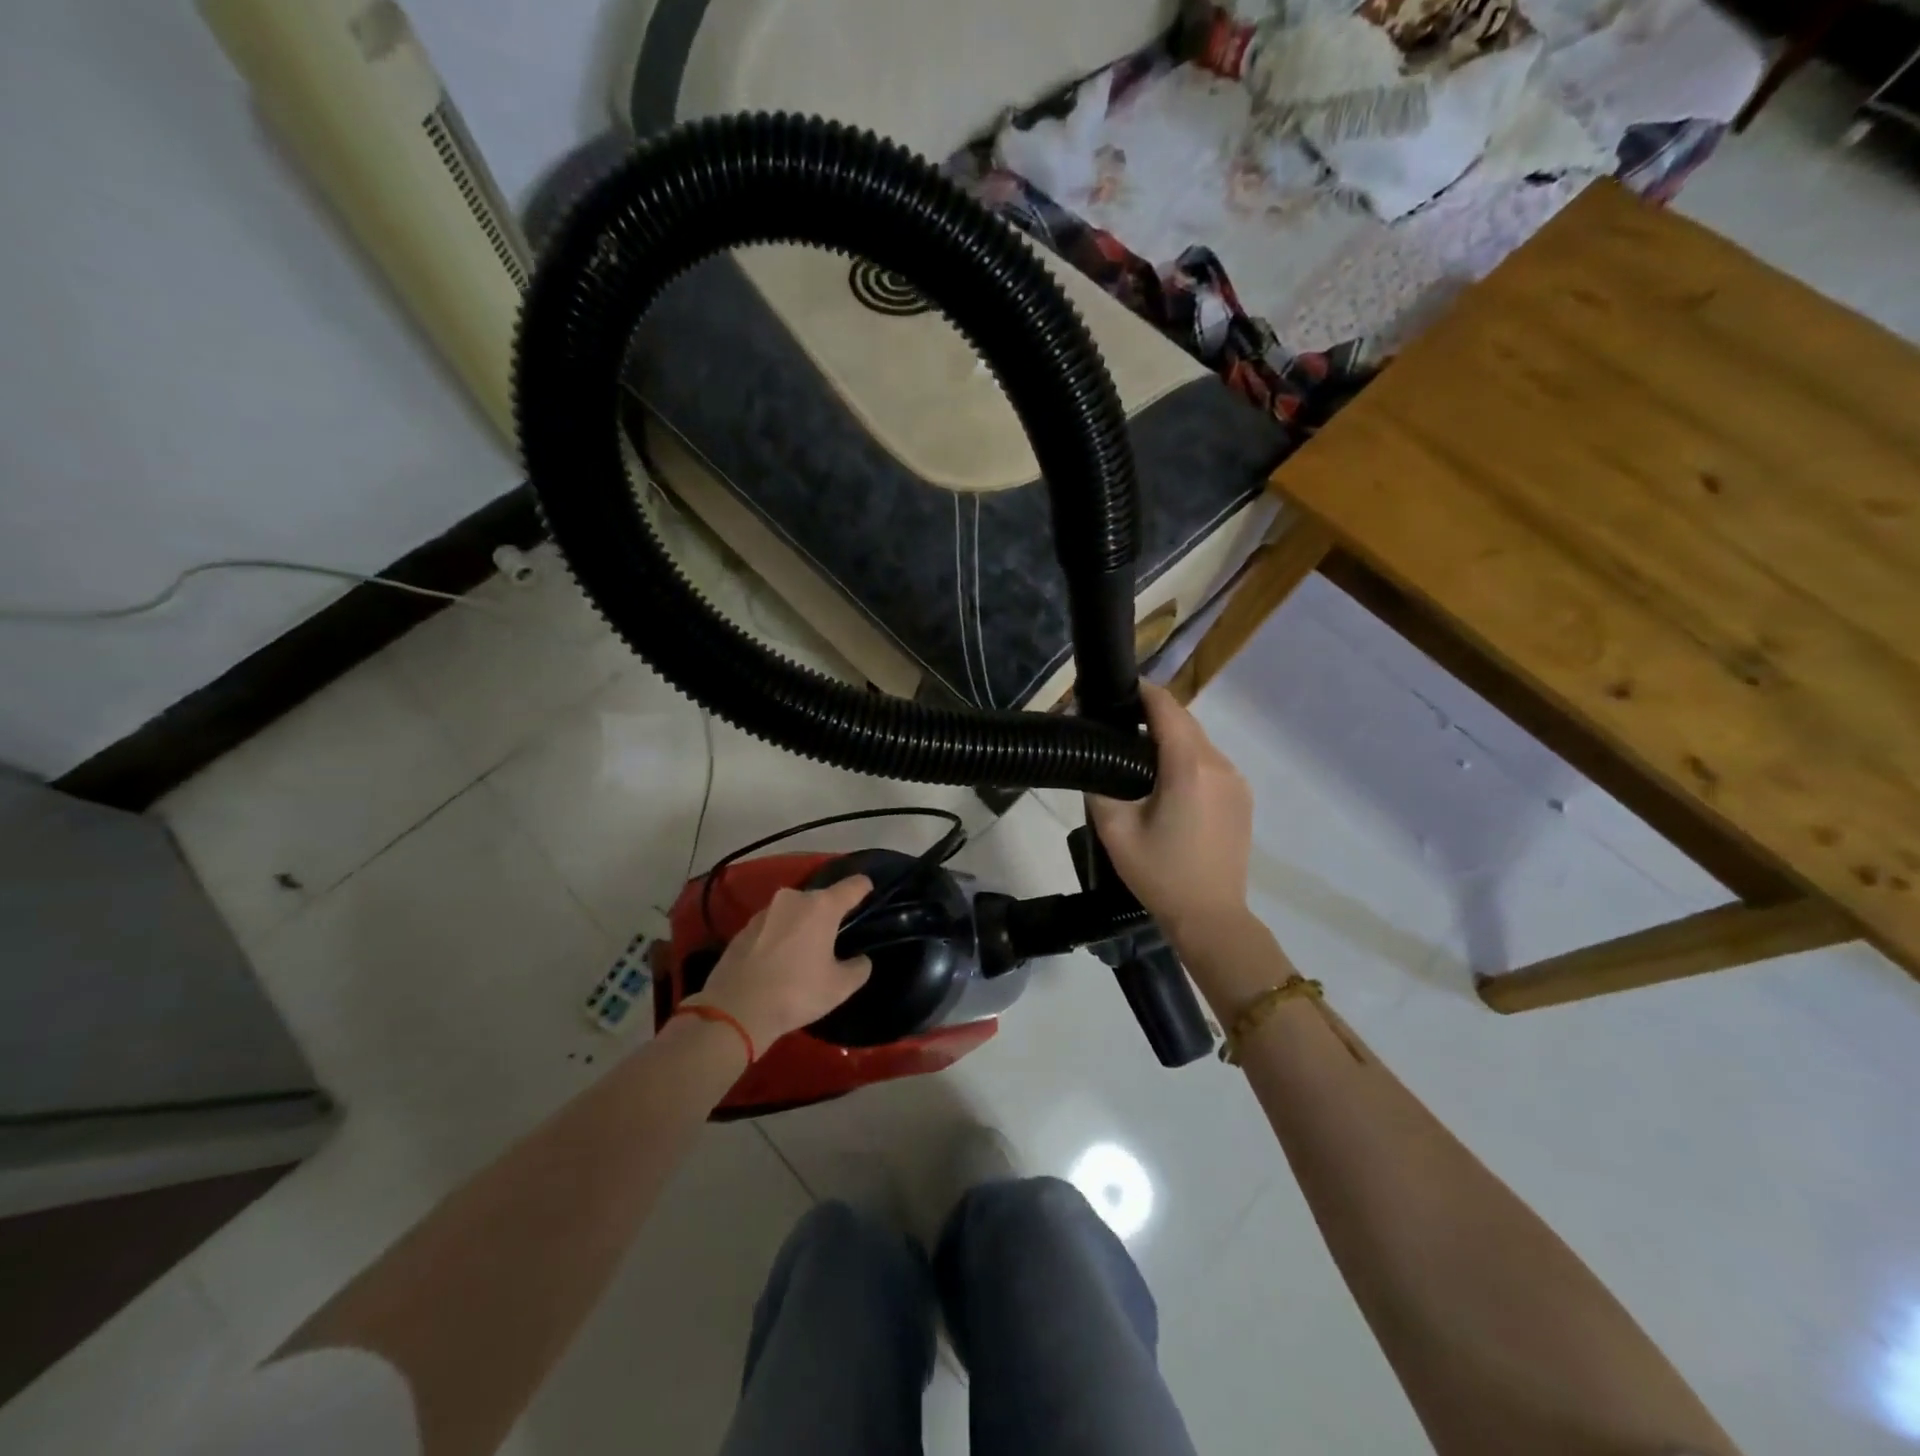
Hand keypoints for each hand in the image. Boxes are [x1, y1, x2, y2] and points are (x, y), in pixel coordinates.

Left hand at [685, 875, 873, 1051]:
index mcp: (821, 906)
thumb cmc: (796, 992)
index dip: (864, 887)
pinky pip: (773, 926)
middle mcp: (793, 899)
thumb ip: (858, 968)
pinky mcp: (743, 928)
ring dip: (802, 924)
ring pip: (794, 911)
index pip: (853, 885)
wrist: (735, 1010)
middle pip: (821, 899)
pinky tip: (781, 959)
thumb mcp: (840, 987)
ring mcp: (765, 911)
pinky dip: (781, 936)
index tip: (869, 890)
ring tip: (808, 948)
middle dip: (830, 912)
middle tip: (837, 934)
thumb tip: (860, 960)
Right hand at [1087, 682, 1253, 936]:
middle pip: (1185, 721)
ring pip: (1200, 742)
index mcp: (1189, 766)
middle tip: (1118, 725)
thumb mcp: (1114, 830)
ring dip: (1171, 738)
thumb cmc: (1160, 874)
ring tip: (1138, 754)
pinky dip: (1188, 759)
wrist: (1211, 917)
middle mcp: (1219, 764)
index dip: (1142, 692)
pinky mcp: (1242, 798)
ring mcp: (1236, 781)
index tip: (1116, 690)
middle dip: (1154, 715)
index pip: (1166, 708)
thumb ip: (1099, 785)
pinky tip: (1167, 782)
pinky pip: (1211, 763)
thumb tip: (1093, 757)